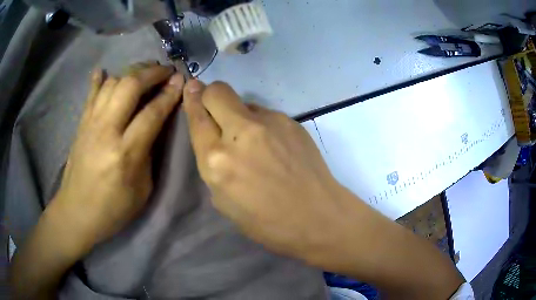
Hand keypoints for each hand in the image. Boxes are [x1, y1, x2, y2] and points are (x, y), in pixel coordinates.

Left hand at [53, 62, 183, 251]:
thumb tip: (154, 125)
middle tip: (165, 71)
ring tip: (144, 73)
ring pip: (112, 83)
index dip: (169, 94)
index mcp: (125, 154)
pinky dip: (99, 79)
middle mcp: (106, 131)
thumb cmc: (113, 209)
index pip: (152, 113)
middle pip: (130, 86)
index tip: (180, 80)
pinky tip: (104, 71)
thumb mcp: (142, 190)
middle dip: (151, 73)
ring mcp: (90, 124)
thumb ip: (149, 154)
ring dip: (131, 72)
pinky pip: (91, 93)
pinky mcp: (81, 124)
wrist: (76, 212)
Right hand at [182, 80, 351, 260]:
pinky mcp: (291, 121)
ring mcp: (270, 122)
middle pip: (218, 91)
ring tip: (255, 143)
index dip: (192, 100)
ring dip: (240, 116)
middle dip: (210, 94)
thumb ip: (213, 164)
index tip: (191, 88)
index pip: (197, 116)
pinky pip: (266, 115)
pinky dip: (262, 126)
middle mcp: (240, 133)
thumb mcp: (223, 200)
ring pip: (244, 103)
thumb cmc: (266, 222)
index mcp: (217, 160)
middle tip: (214, 107)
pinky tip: (275, 147)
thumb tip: (215, 137)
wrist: (317, 216)